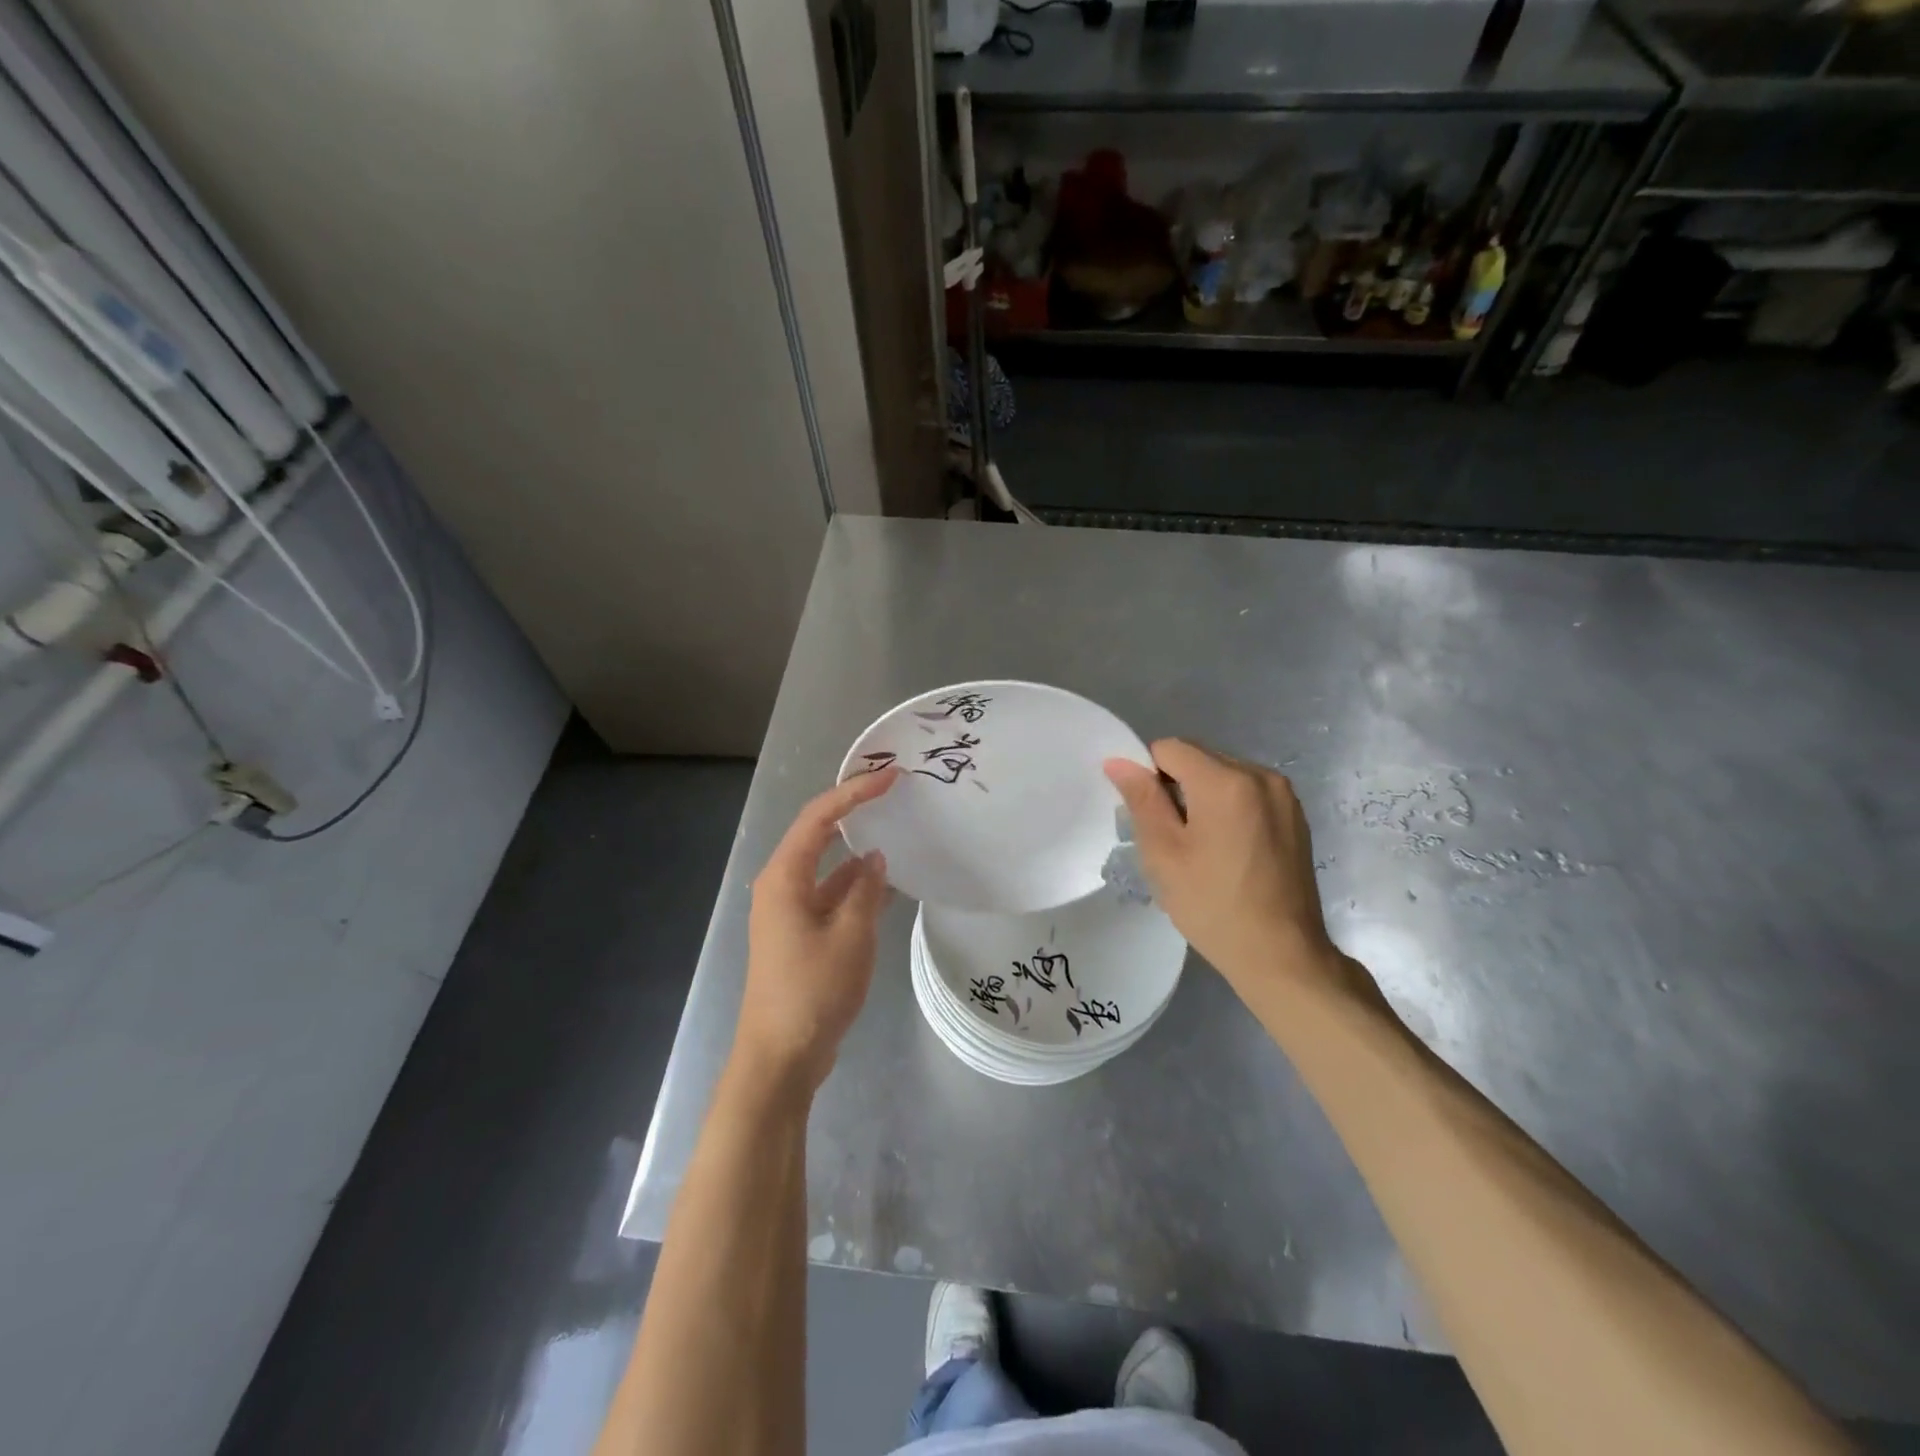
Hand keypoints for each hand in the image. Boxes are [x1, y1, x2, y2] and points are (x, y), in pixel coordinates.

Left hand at [736, 768, 896, 1095]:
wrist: (781, 1057)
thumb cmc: (812, 991)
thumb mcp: (851, 936)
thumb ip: (866, 891)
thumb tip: (875, 859)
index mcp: (784, 877)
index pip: (819, 817)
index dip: (855, 791)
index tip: (892, 776)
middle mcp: (782, 886)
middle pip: (818, 834)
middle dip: (854, 811)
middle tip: (894, 792)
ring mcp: (791, 911)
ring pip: (828, 867)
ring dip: (859, 852)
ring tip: (899, 832)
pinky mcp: (802, 934)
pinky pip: (832, 896)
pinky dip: (858, 887)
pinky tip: (891, 885)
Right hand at [1105, 740, 1349, 1006]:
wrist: (1281, 954)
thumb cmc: (1212, 905)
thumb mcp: (1163, 853)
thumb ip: (1141, 799)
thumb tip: (1118, 761)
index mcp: (1225, 781)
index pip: (1170, 748)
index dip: (1149, 776)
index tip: (1151, 818)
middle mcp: (1260, 775)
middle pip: (1199, 758)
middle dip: (1177, 786)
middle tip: (1174, 838)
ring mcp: (1283, 795)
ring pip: (1223, 774)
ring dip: (1203, 796)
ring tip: (1203, 847)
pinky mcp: (1295, 815)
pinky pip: (1248, 792)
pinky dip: (1229, 808)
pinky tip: (1229, 850)